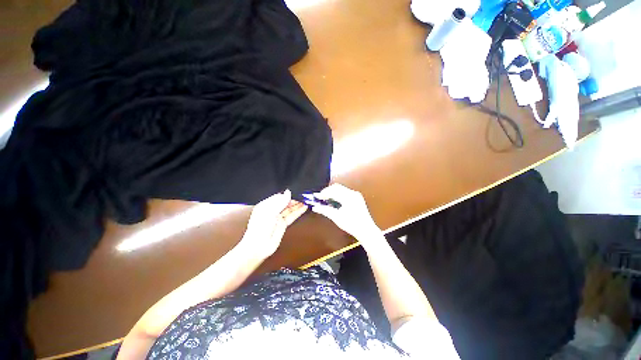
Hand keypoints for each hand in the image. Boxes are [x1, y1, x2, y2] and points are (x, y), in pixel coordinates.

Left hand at [239, 189, 307, 259]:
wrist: (259, 246)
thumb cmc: (259, 228)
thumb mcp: (270, 212)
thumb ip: (280, 202)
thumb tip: (288, 192)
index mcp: (266, 205)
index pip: (278, 197)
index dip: (287, 194)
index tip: (295, 191)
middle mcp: (272, 211)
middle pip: (284, 202)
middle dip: (293, 199)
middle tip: (302, 195)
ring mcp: (278, 218)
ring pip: (289, 209)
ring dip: (297, 205)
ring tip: (305, 200)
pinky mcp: (283, 224)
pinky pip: (292, 216)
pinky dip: (298, 212)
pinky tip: (304, 208)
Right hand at [310, 184, 381, 243]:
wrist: (366, 230)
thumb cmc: (352, 225)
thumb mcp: (336, 217)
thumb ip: (325, 210)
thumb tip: (315, 207)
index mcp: (348, 197)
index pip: (333, 191)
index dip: (323, 193)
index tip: (316, 197)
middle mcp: (353, 193)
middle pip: (337, 187)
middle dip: (327, 191)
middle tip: (320, 198)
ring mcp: (356, 195)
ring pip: (341, 189)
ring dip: (332, 192)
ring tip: (326, 200)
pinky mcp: (357, 198)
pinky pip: (345, 192)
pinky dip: (338, 194)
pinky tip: (334, 201)